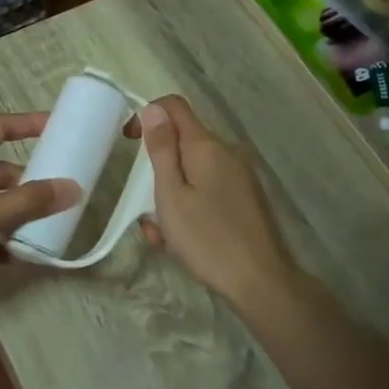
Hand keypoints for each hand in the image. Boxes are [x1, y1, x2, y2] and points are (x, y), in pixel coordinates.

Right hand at [135, 95, 295, 306]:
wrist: (260, 282)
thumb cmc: (207, 238)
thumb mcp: (171, 195)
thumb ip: (162, 150)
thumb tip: (154, 108)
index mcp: (207, 147)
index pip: (174, 107)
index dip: (147, 116)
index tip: (128, 143)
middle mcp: (227, 154)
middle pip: (181, 145)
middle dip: (157, 173)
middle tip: (146, 211)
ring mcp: (239, 178)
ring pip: (191, 175)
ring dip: (169, 199)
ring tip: (163, 237)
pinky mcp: (244, 200)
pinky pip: (207, 193)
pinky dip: (188, 210)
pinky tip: (182, 244)